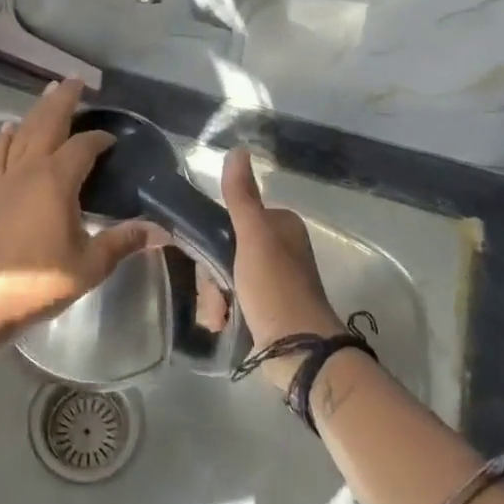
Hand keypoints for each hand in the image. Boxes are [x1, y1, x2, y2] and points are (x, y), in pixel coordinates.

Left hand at [0, 78, 165, 329]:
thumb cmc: (41, 281)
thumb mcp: (90, 264)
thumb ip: (123, 242)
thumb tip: (161, 231)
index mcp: (57, 180)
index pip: (83, 146)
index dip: (100, 139)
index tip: (114, 140)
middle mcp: (30, 169)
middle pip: (48, 123)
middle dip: (63, 100)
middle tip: (76, 81)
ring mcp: (7, 179)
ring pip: (23, 133)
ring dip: (37, 111)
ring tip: (48, 92)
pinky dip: (5, 138)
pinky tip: (8, 130)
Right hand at [221, 146, 343, 387]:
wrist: (299, 353)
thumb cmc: (276, 288)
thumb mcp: (254, 236)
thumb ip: (241, 196)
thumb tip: (237, 150)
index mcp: (280, 226)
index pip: (229, 220)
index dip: (211, 239)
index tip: (205, 259)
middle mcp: (278, 249)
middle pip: (224, 250)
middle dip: (211, 276)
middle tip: (216, 294)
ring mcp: (273, 281)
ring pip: (223, 277)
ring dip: (214, 297)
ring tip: (219, 315)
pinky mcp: (267, 309)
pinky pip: (232, 300)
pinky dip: (224, 312)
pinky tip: (223, 324)